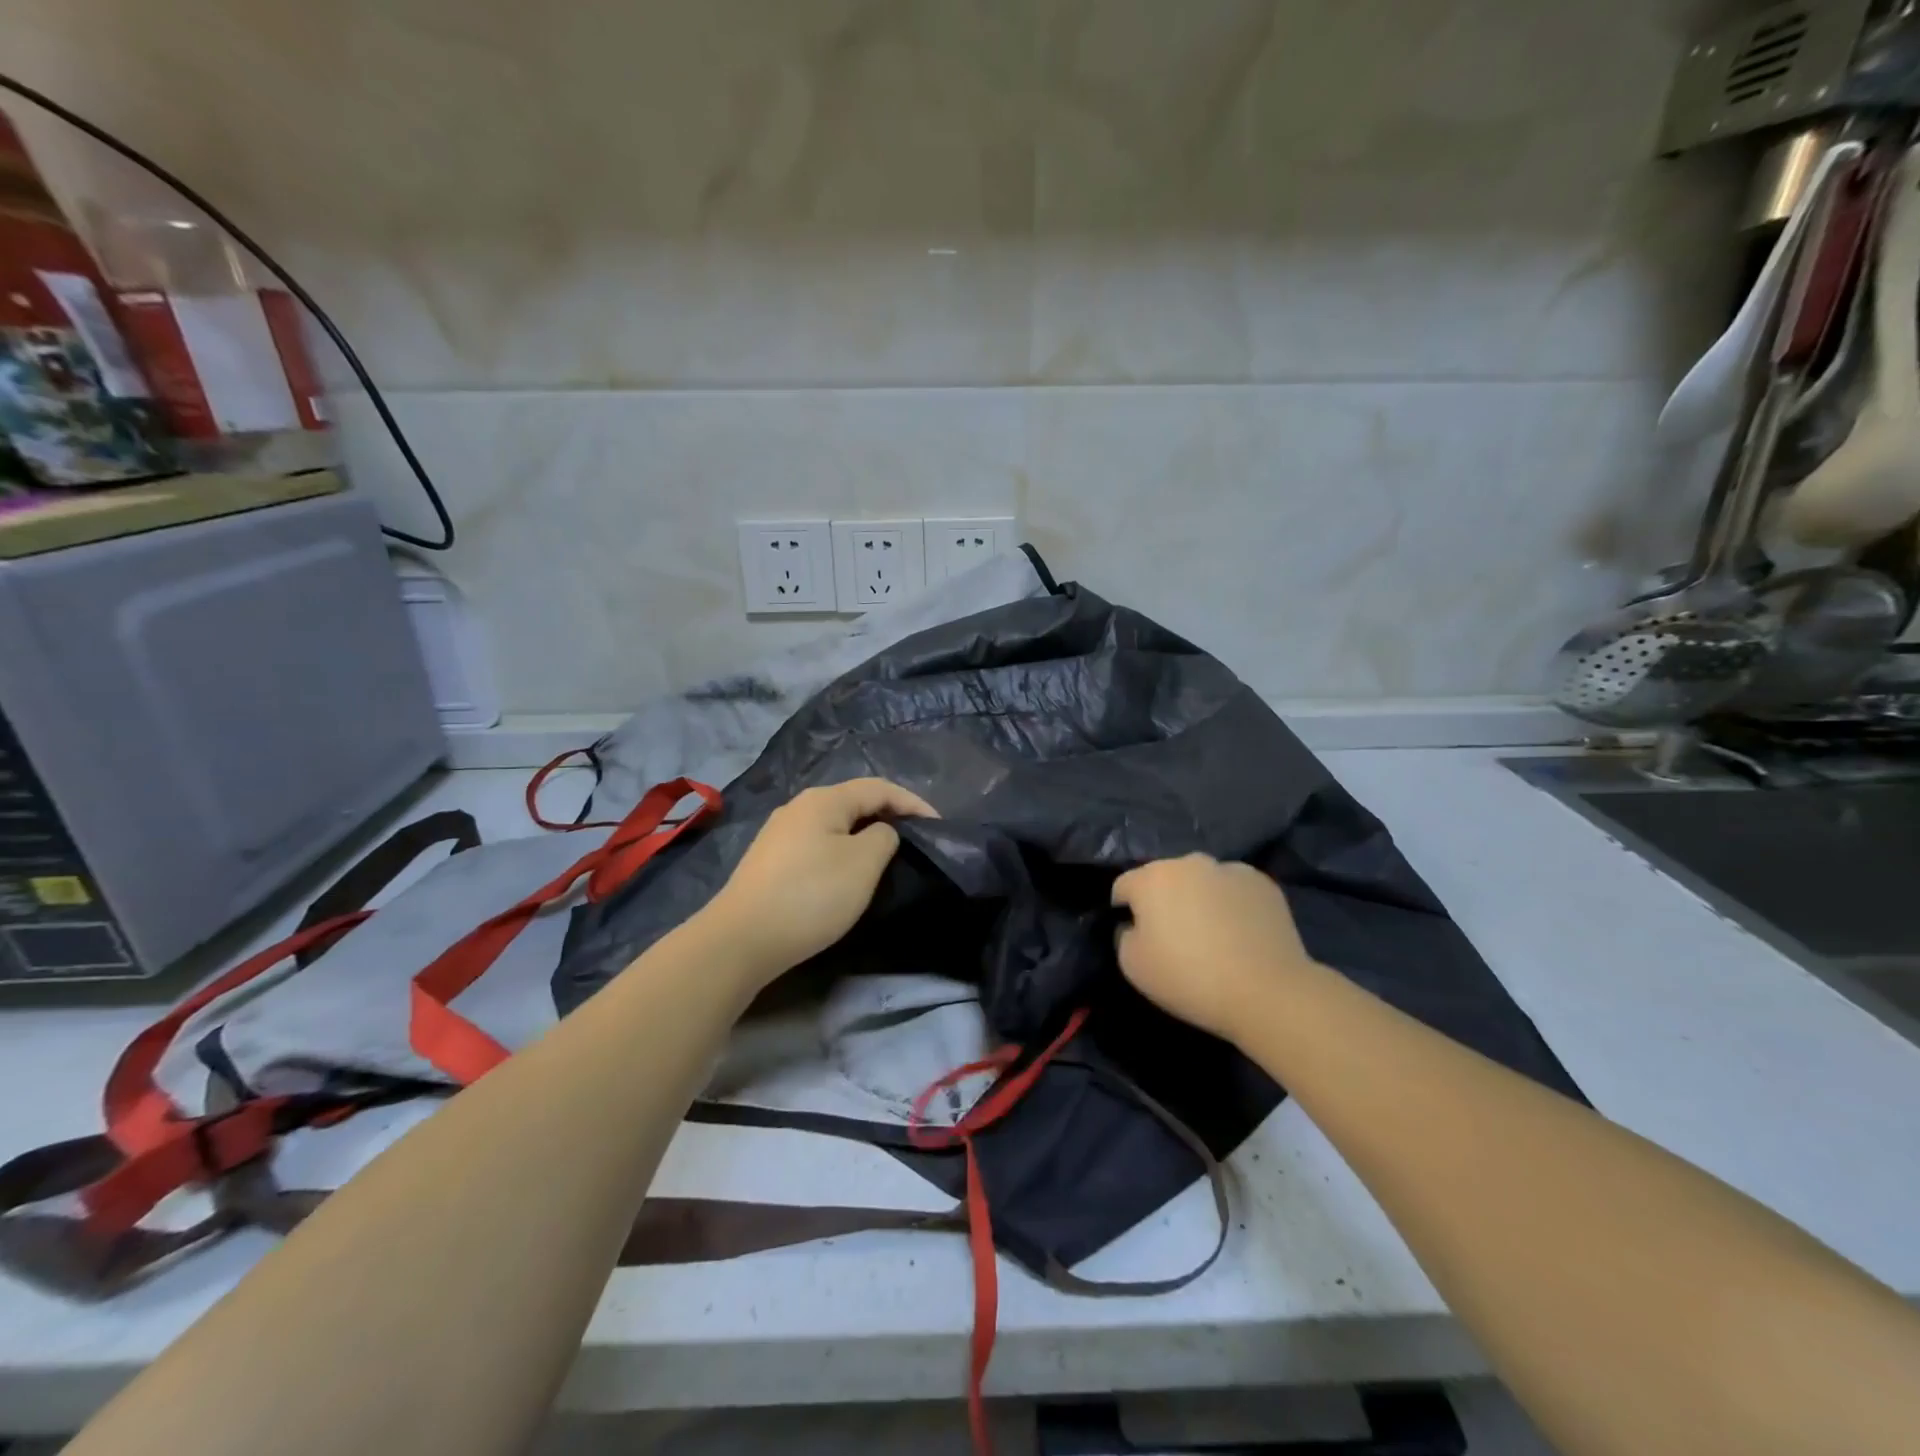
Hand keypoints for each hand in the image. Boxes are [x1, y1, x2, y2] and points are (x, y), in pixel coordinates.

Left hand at [696, 778, 936, 985]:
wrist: (742, 939)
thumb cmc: (811, 895)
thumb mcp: (863, 863)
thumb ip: (884, 837)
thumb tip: (880, 833)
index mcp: (824, 800)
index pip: (879, 788)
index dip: (913, 802)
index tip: (939, 826)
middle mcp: (799, 807)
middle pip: (854, 802)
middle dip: (888, 816)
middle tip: (915, 840)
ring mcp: (779, 833)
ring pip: (834, 825)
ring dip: (863, 835)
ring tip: (886, 857)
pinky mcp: (769, 861)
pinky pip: (817, 844)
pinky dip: (841, 852)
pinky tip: (846, 874)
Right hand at [1112, 854, 1315, 1044]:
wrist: (1267, 992)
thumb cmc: (1189, 978)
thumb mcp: (1132, 966)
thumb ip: (1123, 936)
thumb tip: (1135, 925)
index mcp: (1152, 877)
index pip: (1124, 886)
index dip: (1124, 911)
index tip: (1136, 936)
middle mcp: (1189, 862)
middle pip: (1164, 878)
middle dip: (1163, 900)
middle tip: (1174, 937)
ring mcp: (1229, 868)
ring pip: (1201, 880)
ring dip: (1198, 898)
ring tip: (1212, 935)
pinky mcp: (1262, 883)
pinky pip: (1234, 889)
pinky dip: (1231, 904)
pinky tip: (1240, 934)